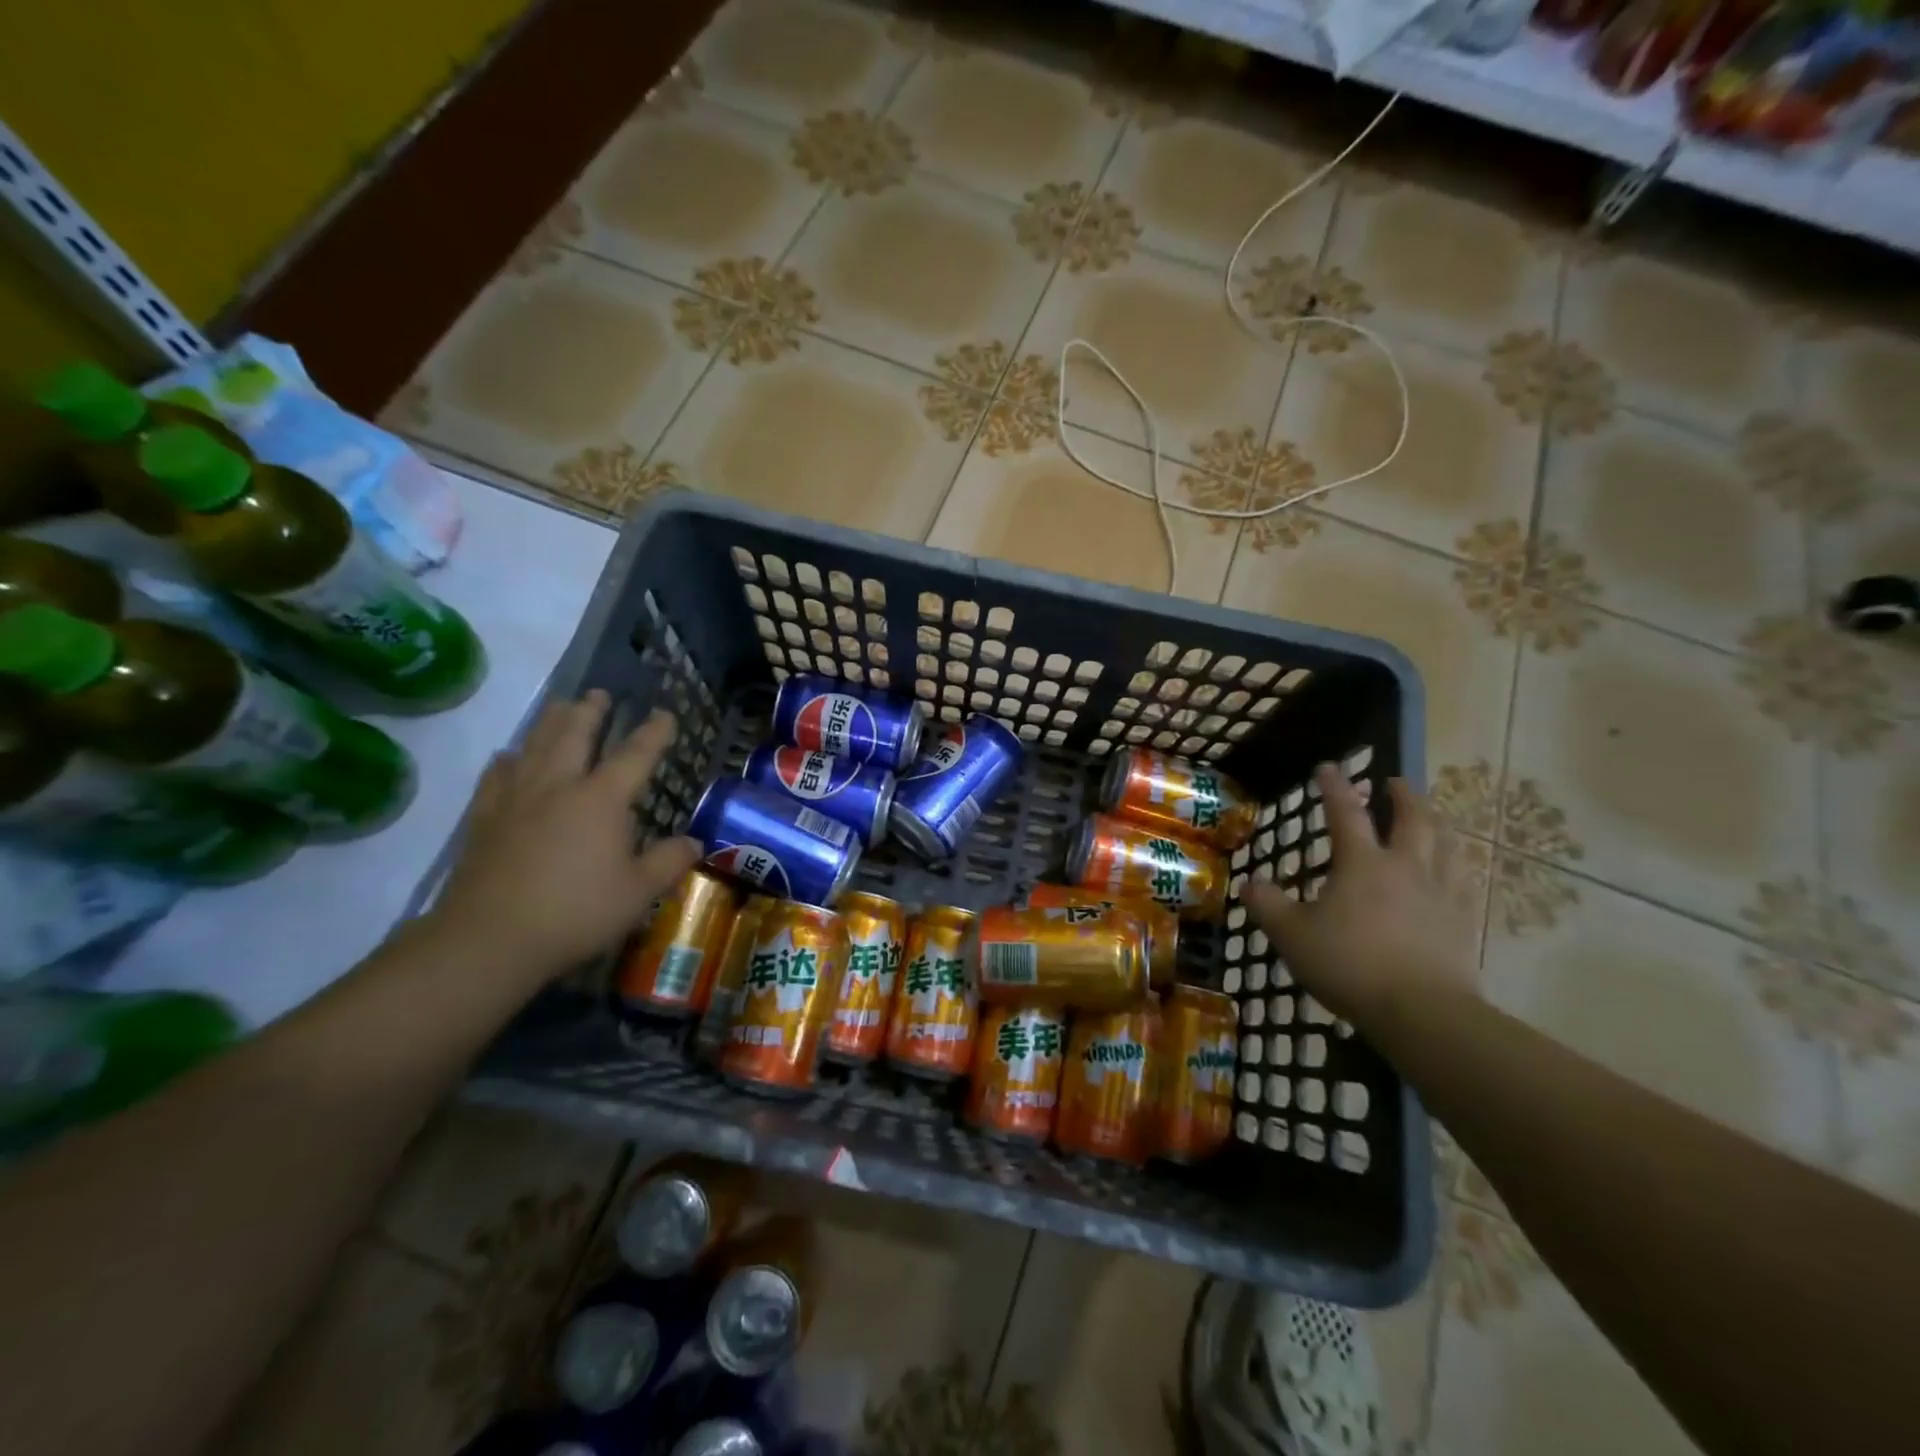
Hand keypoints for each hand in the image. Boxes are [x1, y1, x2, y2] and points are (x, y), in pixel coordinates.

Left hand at [427, 692, 700, 979]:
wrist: (489, 939)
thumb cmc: (576, 911)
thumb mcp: (638, 892)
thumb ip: (669, 861)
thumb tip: (694, 842)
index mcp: (601, 799)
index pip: (635, 755)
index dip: (654, 733)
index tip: (665, 714)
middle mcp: (558, 786)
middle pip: (575, 735)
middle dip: (591, 711)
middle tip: (599, 693)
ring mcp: (516, 799)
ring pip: (535, 746)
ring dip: (551, 722)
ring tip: (560, 706)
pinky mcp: (484, 819)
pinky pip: (497, 776)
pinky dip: (508, 759)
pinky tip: (509, 756)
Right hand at [1241, 764, 1479, 1031]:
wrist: (1422, 1011)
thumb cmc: (1350, 965)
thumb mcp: (1293, 935)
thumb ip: (1268, 905)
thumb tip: (1249, 882)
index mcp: (1362, 864)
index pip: (1345, 813)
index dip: (1334, 787)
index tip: (1327, 767)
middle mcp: (1405, 867)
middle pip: (1412, 819)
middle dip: (1402, 795)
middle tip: (1395, 782)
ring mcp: (1440, 892)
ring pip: (1446, 843)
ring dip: (1436, 821)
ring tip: (1432, 814)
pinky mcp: (1464, 920)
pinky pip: (1465, 879)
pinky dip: (1458, 862)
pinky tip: (1456, 867)